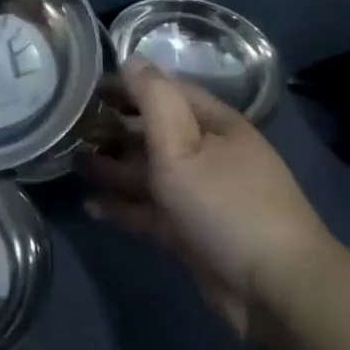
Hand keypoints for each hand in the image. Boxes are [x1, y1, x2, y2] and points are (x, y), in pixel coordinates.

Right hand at [82, 58, 335, 339]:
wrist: (276, 290)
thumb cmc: (225, 204)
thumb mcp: (183, 145)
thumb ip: (154, 100)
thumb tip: (132, 59)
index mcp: (214, 124)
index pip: (166, 91)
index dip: (128, 86)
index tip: (89, 88)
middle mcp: (209, 154)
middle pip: (155, 133)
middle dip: (116, 129)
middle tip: (73, 129)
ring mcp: (201, 196)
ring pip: (150, 174)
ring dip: (114, 169)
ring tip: (74, 164)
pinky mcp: (192, 234)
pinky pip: (151, 212)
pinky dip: (123, 207)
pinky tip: (91, 206)